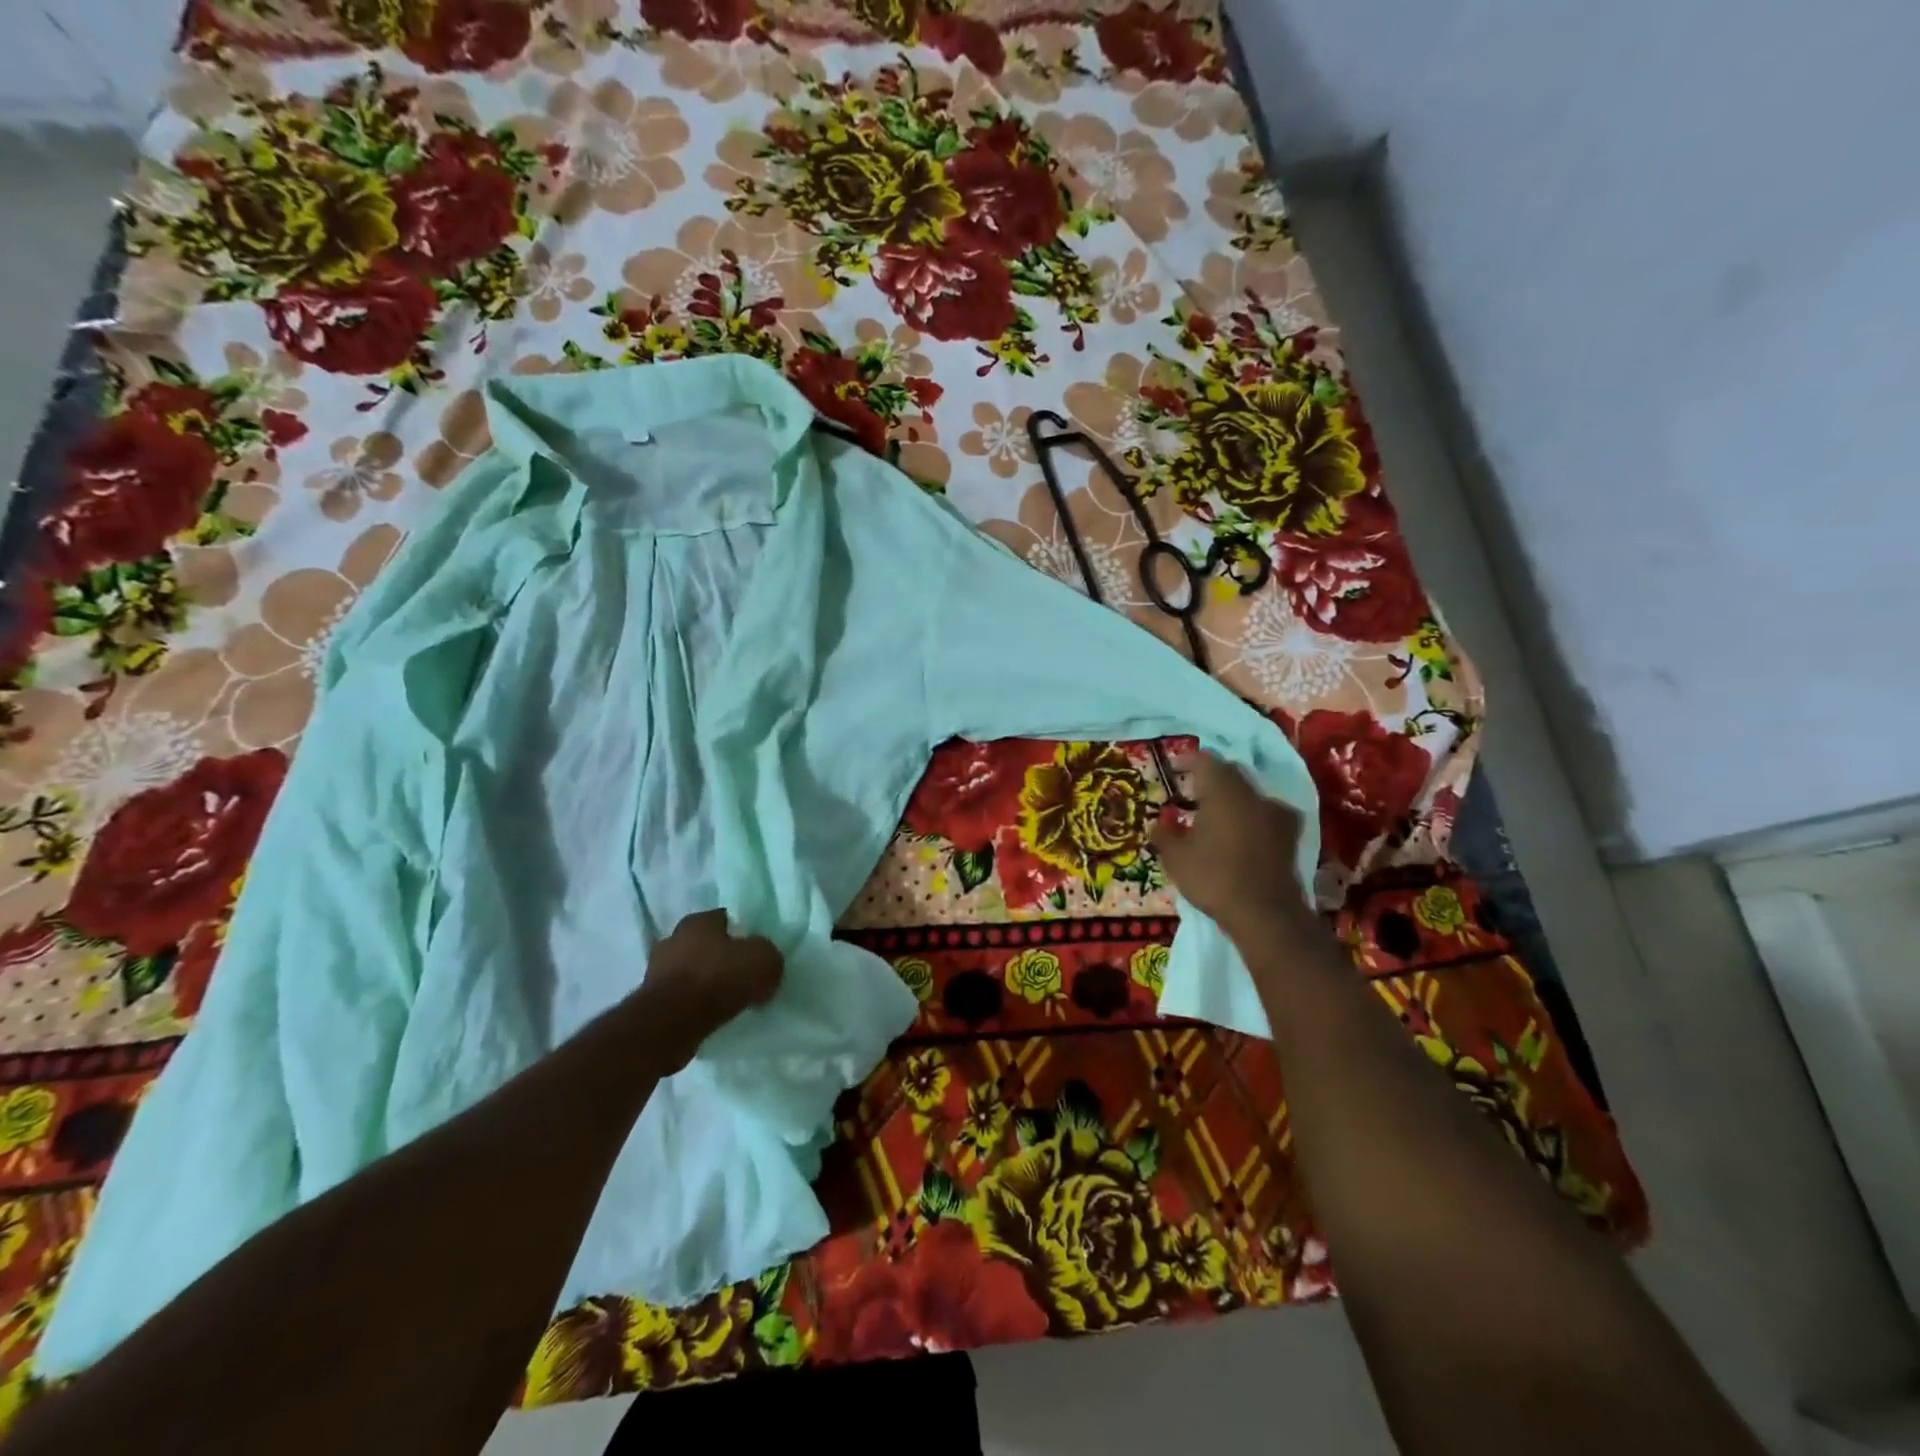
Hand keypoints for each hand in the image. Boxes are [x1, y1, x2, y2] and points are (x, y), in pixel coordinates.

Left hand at [640, 909, 783, 1072]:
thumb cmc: (717, 979)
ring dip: (705, 983)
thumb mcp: (763, 960)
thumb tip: (764, 961)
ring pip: (690, 971)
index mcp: (698, 921)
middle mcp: (673, 938)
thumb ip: (767, 955)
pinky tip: (709, 1015)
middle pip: (705, 944)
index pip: (725, 919)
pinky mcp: (650, 1001)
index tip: (755, 952)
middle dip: (721, 958)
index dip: (743, 934)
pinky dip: (693, 1004)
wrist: (670, 1024)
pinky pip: (680, 997)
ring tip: (727, 1000)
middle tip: (742, 975)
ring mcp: (657, 970)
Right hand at [1150, 753, 1317, 941]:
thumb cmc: (1214, 877)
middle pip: (1230, 773)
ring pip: (1250, 794)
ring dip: (1232, 799)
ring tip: (1214, 815)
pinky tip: (1239, 834)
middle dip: (1210, 778)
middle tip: (1191, 792)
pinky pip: (1264, 815)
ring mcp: (1277, 814)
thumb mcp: (1176, 858)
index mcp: (1223, 790)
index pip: (1205, 760)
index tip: (1174, 768)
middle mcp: (1253, 794)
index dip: (1187, 761)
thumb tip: (1157, 825)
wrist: (1265, 914)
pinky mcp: (1290, 836)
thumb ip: (1164, 835)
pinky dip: (1249, 818)